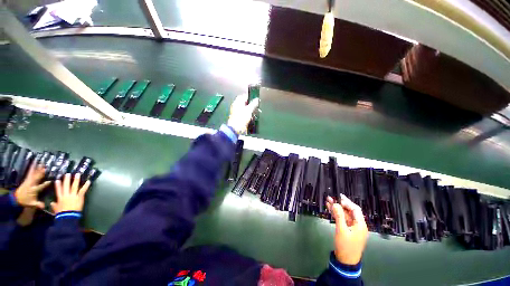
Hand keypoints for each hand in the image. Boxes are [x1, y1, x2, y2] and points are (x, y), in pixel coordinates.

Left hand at [14, 162, 50, 208]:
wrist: (16, 198)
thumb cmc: (25, 201)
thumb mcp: (32, 204)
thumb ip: (38, 204)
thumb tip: (44, 206)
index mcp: (34, 190)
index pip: (41, 186)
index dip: (45, 184)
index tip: (50, 181)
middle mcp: (31, 184)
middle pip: (37, 178)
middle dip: (40, 173)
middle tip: (45, 167)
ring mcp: (28, 181)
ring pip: (33, 173)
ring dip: (37, 168)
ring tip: (41, 163)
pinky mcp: (27, 179)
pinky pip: (30, 172)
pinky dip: (32, 168)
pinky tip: (33, 163)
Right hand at [51, 173, 90, 213]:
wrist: (68, 216)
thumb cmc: (61, 214)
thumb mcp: (56, 209)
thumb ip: (54, 205)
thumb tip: (51, 203)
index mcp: (60, 198)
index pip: (58, 190)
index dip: (58, 185)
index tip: (58, 180)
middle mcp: (66, 195)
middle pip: (66, 186)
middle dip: (67, 180)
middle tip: (68, 174)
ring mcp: (73, 195)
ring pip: (74, 186)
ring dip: (76, 180)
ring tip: (78, 174)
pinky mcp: (79, 197)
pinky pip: (83, 190)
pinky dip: (86, 185)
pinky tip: (89, 181)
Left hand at [227, 94, 259, 133]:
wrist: (236, 129)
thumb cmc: (241, 118)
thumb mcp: (249, 110)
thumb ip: (254, 104)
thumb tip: (257, 99)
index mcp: (237, 102)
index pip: (244, 96)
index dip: (250, 97)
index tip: (255, 99)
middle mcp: (236, 106)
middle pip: (244, 102)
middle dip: (251, 104)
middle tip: (256, 106)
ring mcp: (236, 112)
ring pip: (244, 108)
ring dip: (250, 110)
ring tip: (255, 112)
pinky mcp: (238, 117)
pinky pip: (244, 114)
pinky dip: (248, 114)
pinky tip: (252, 117)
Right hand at [327, 194, 368, 264]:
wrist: (345, 261)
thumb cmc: (345, 245)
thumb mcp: (341, 230)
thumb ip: (339, 216)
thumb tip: (335, 204)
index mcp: (360, 225)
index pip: (355, 209)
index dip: (347, 202)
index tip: (338, 198)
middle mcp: (358, 224)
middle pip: (349, 211)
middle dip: (340, 204)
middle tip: (331, 197)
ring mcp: (352, 227)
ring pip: (345, 214)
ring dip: (337, 208)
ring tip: (328, 201)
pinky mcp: (347, 230)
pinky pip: (342, 219)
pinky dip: (336, 214)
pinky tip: (330, 209)